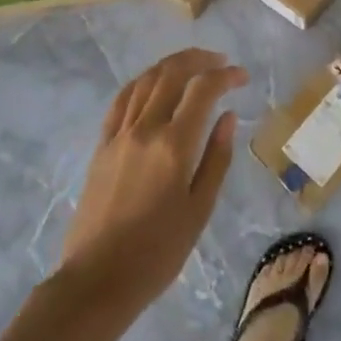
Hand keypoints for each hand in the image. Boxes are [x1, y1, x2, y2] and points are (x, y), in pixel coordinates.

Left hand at [58, 49, 245, 317]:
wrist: (98, 279)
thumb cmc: (158, 252)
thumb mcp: (200, 210)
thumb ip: (216, 159)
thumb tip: (228, 117)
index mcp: (174, 146)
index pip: (202, 90)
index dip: (225, 76)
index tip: (242, 77)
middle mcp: (145, 130)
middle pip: (171, 74)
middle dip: (199, 60)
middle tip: (220, 62)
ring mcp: (118, 135)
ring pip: (145, 81)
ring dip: (170, 65)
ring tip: (191, 65)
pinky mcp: (101, 146)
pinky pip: (122, 100)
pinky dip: (142, 83)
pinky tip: (153, 84)